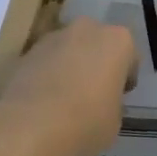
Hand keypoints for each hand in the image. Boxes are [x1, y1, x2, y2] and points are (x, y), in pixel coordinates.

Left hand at [0, 17, 138, 155]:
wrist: (31, 126)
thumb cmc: (86, 121)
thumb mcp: (115, 121)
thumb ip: (113, 104)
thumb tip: (102, 104)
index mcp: (117, 41)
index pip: (130, 56)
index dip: (125, 78)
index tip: (120, 96)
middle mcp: (86, 29)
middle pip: (97, 44)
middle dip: (96, 63)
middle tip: (94, 94)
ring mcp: (53, 38)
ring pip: (68, 50)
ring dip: (69, 67)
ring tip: (64, 100)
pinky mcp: (26, 52)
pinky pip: (45, 63)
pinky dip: (46, 76)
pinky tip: (44, 103)